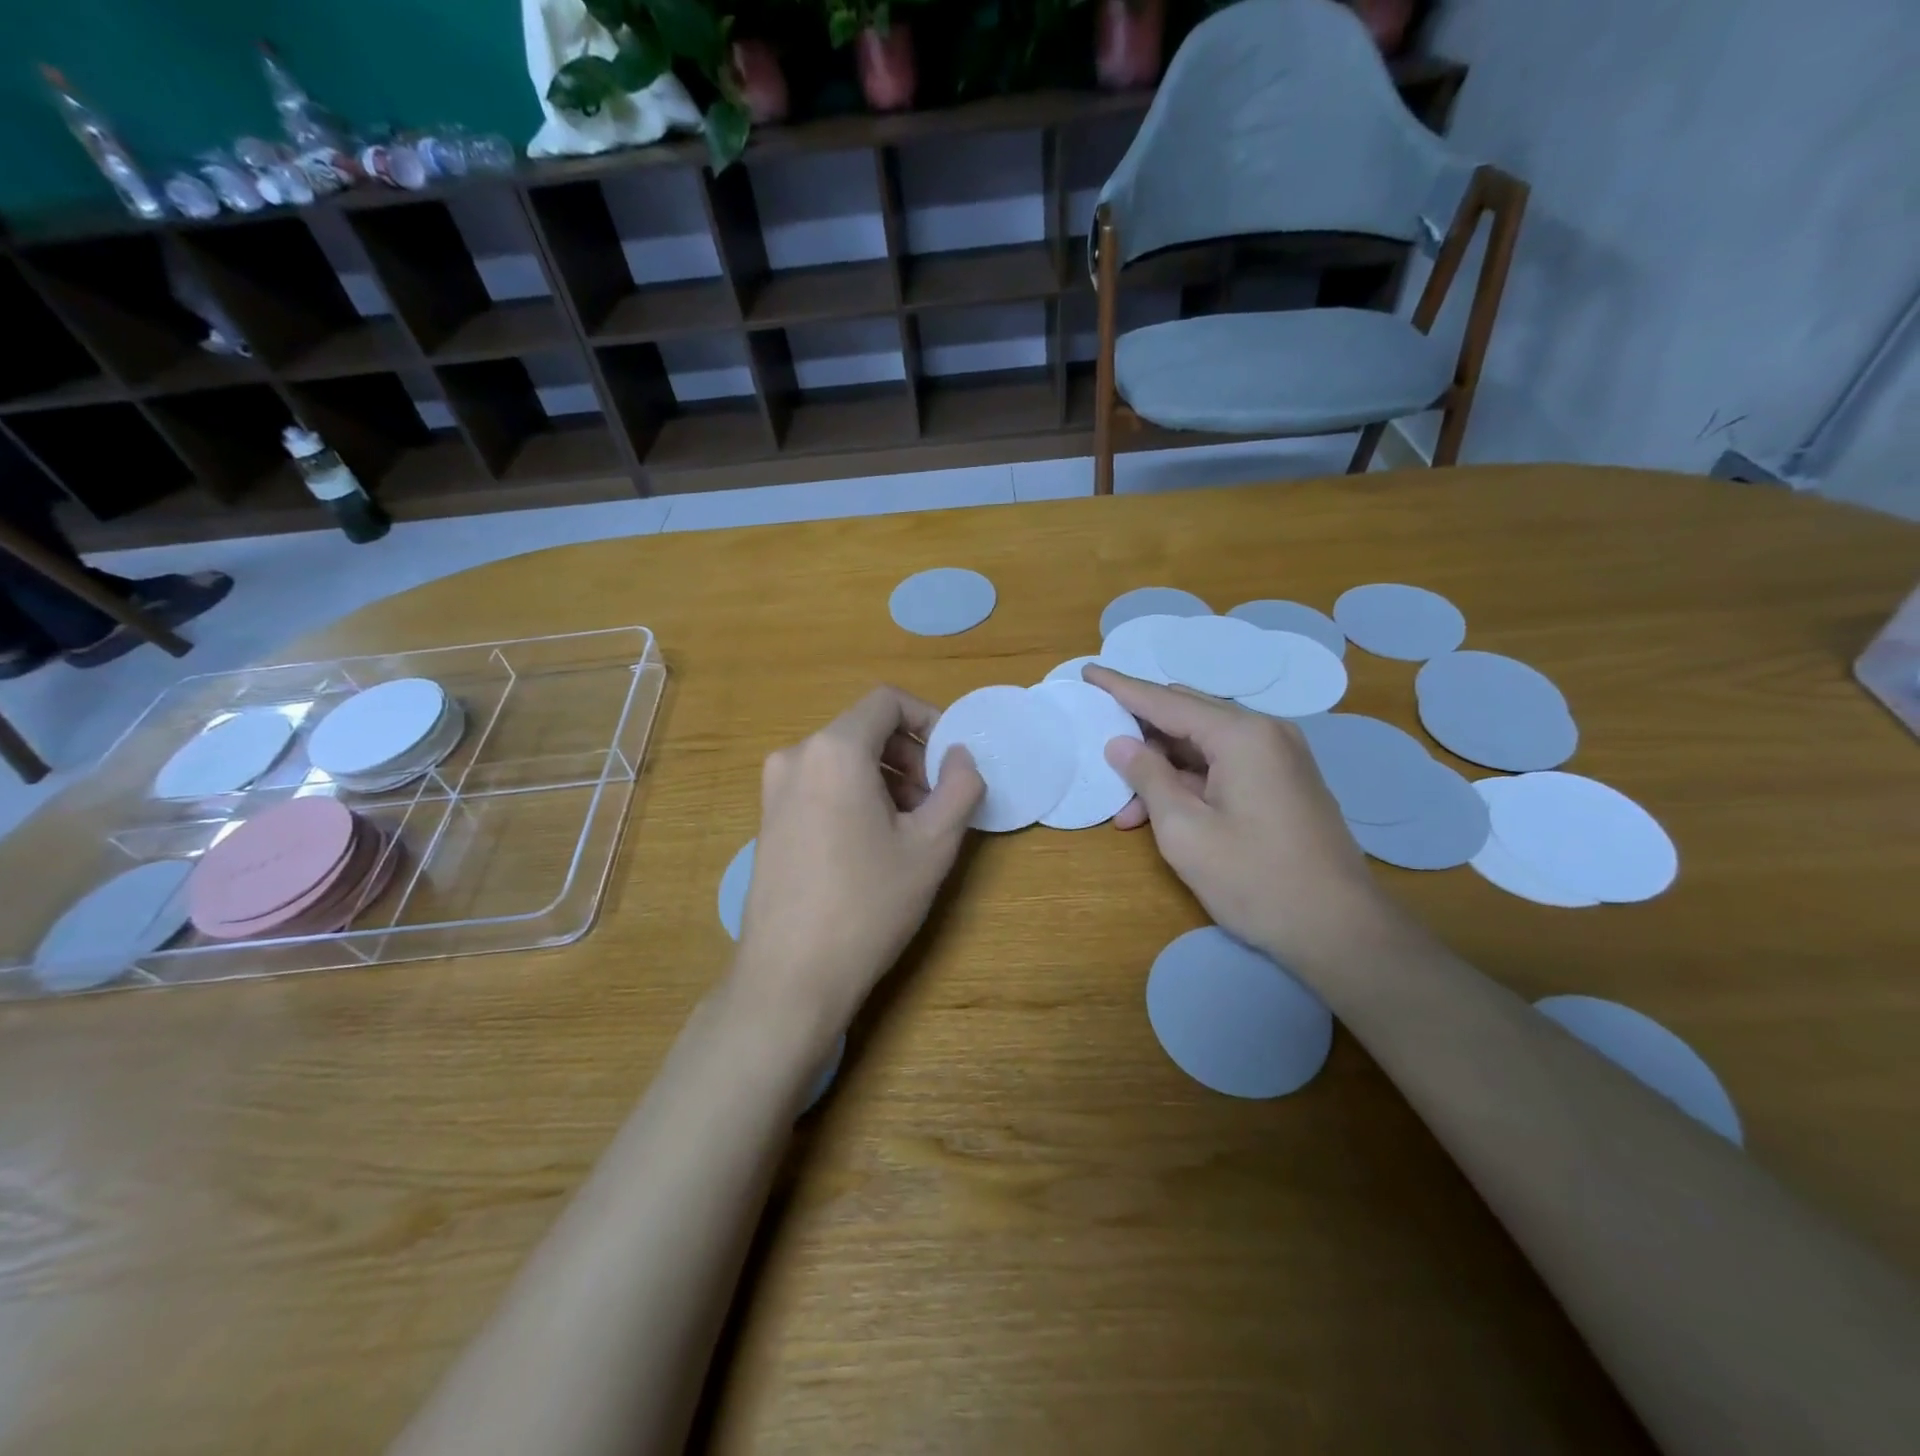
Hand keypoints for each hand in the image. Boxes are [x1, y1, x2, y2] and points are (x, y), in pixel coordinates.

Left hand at [737, 687, 984, 1032]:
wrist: (790, 976)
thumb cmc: (868, 904)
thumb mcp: (932, 845)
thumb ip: (959, 787)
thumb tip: (960, 756)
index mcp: (834, 750)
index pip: (886, 702)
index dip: (928, 719)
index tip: (950, 761)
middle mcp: (795, 757)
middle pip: (864, 730)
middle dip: (909, 756)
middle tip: (936, 802)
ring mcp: (774, 789)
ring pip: (843, 759)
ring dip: (885, 779)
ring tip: (909, 829)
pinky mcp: (767, 819)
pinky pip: (820, 785)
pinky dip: (854, 795)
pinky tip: (871, 845)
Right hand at [1084, 666, 1391, 971]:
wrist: (1339, 929)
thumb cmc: (1255, 879)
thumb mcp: (1185, 831)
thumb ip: (1148, 778)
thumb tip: (1120, 744)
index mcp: (1241, 735)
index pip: (1166, 700)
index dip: (1122, 687)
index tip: (1088, 672)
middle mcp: (1265, 732)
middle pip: (1187, 715)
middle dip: (1141, 733)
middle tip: (1100, 746)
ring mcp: (1280, 756)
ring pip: (1204, 745)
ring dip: (1163, 768)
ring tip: (1127, 810)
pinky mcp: (1284, 781)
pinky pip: (1225, 765)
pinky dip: (1190, 782)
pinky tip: (1162, 813)